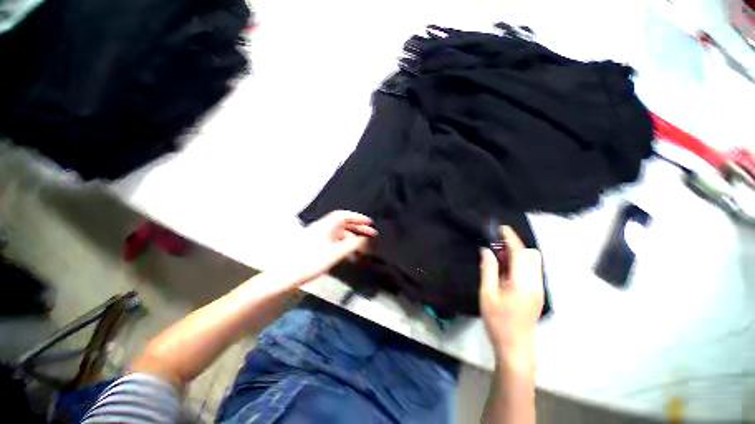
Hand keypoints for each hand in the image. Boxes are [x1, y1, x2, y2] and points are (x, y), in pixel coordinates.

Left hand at [285, 210, 377, 285]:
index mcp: (325, 226)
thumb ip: (352, 245)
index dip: (358, 217)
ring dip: (352, 236)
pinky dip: (344, 243)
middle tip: (372, 233)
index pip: (344, 215)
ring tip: (363, 245)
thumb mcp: (335, 253)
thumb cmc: (311, 262)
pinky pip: (334, 240)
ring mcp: (318, 236)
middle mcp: (322, 228)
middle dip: (358, 227)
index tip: (370, 223)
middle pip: (343, 224)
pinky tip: (349, 251)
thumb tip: (366, 240)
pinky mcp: (316, 245)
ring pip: (339, 233)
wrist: (286, 275)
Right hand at [480, 226, 542, 369]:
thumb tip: (486, 251)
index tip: (501, 228)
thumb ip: (488, 270)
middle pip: (532, 255)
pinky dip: (519, 264)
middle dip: (515, 246)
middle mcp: (536, 283)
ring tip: (498, 258)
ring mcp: (539, 289)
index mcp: (523, 283)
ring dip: (517, 255)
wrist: (516, 348)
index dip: (511, 238)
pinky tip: (504, 270)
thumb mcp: (487, 294)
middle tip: (495, 248)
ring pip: (533, 262)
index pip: (520, 253)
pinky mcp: (537, 294)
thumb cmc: (498, 322)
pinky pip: (531, 271)